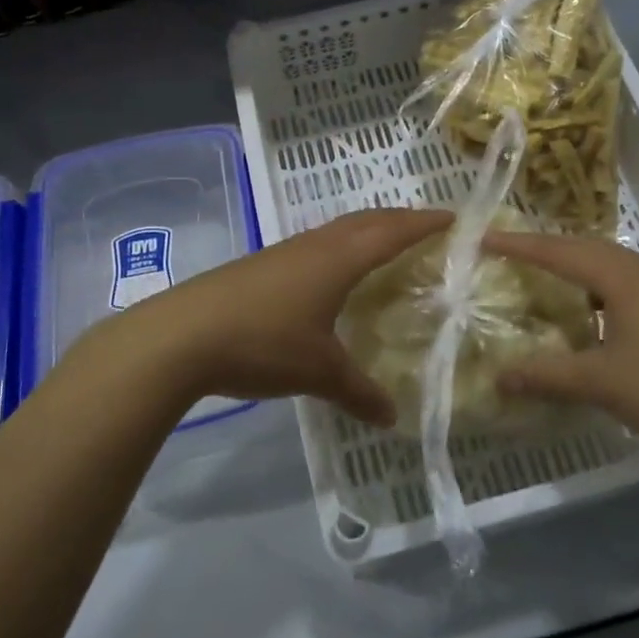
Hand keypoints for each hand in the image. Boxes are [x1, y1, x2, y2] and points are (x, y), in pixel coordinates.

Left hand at [102, 209, 451, 424]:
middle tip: (430, 231)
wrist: (181, 336)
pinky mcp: (262, 266)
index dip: (427, 223)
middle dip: (401, 220)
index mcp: (340, 257)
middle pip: (368, 220)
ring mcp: (285, 252)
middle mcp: (316, 244)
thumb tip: (391, 418)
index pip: (394, 230)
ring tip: (388, 250)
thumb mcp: (319, 371)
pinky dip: (339, 251)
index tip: (458, 219)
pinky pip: (315, 248)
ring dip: (368, 232)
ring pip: (338, 231)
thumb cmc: (263, 341)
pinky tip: (333, 278)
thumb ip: (359, 392)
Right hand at [481, 231, 638, 455]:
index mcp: (623, 276)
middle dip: (550, 252)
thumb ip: (549, 376)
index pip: (559, 251)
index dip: (519, 246)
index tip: (484, 238)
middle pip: (588, 250)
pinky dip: (606, 294)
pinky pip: (635, 288)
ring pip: (615, 269)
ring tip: (553, 287)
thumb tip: (500, 376)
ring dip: (581, 273)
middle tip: (514, 259)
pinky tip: (603, 323)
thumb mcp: (604, 383)